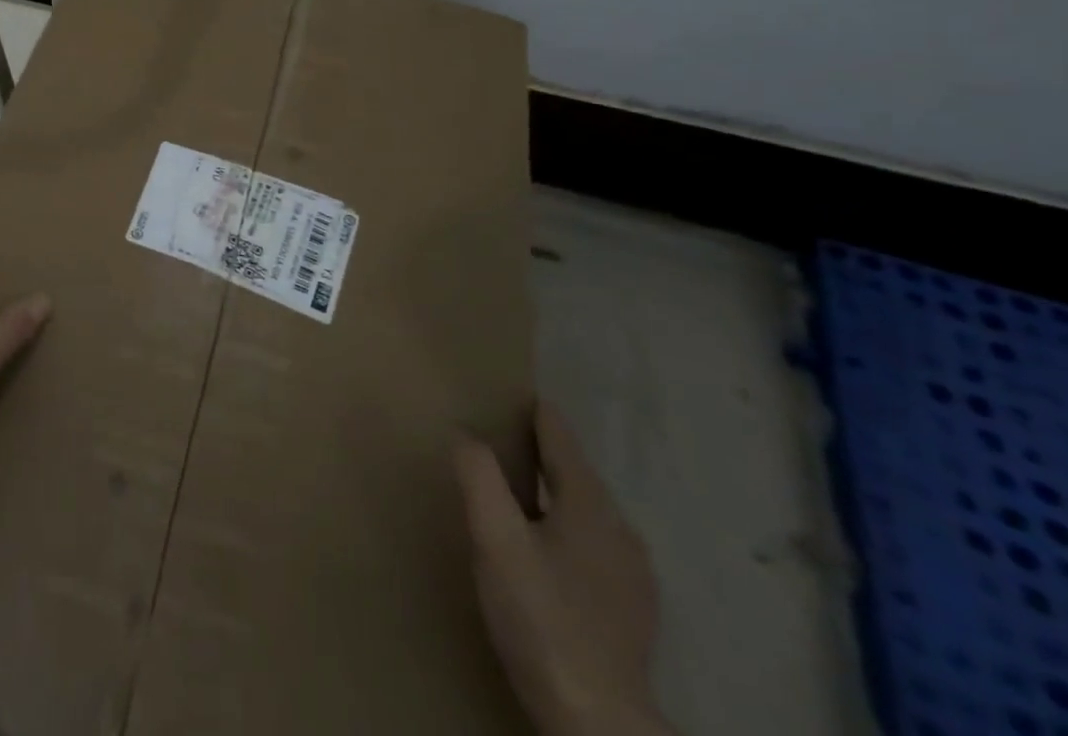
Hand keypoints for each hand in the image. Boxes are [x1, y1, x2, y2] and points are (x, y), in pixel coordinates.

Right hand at [455, 403, 667, 735]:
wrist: (598, 723)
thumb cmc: (542, 617)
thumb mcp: (495, 539)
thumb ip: (479, 477)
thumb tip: (464, 432)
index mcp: (591, 504)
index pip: (561, 438)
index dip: (536, 413)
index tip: (513, 394)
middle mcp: (621, 529)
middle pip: (576, 475)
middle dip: (542, 454)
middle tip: (502, 442)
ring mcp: (634, 575)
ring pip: (588, 514)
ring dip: (556, 496)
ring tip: (519, 494)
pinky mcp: (633, 612)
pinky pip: (596, 548)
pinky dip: (569, 532)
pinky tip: (548, 554)